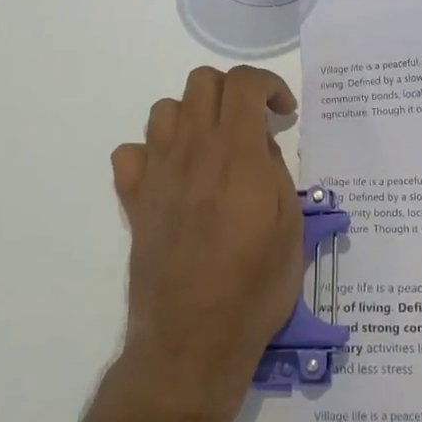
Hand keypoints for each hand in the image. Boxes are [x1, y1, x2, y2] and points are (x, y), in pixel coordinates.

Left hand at [109, 66, 302, 418]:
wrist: (192, 339)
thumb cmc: (255, 288)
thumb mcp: (290, 228)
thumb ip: (276, 173)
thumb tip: (259, 144)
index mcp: (236, 155)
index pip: (243, 82)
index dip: (268, 84)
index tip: (283, 113)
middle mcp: (192, 152)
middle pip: (201, 82)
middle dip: (232, 91)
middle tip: (252, 126)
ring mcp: (157, 174)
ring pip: (165, 109)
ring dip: (194, 115)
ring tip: (215, 147)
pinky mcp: (134, 201)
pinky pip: (131, 152)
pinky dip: (153, 151)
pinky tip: (174, 175)